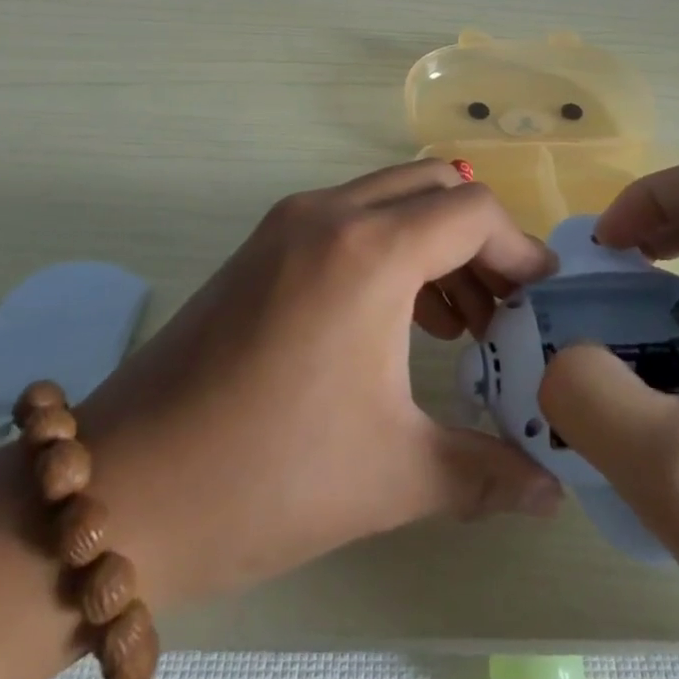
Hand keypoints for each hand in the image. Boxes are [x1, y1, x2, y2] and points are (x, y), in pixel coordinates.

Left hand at [78, 159, 563, 611]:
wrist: (126, 487)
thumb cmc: (268, 476)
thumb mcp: (393, 475)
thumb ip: (488, 474)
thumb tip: (552, 492)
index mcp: (369, 251)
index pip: (472, 211)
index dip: (518, 250)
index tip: (540, 301)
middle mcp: (331, 212)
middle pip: (435, 186)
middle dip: (480, 238)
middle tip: (502, 308)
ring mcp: (290, 220)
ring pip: (391, 195)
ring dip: (435, 240)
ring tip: (458, 321)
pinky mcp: (265, 241)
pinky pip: (352, 216)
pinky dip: (391, 245)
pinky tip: (399, 317)